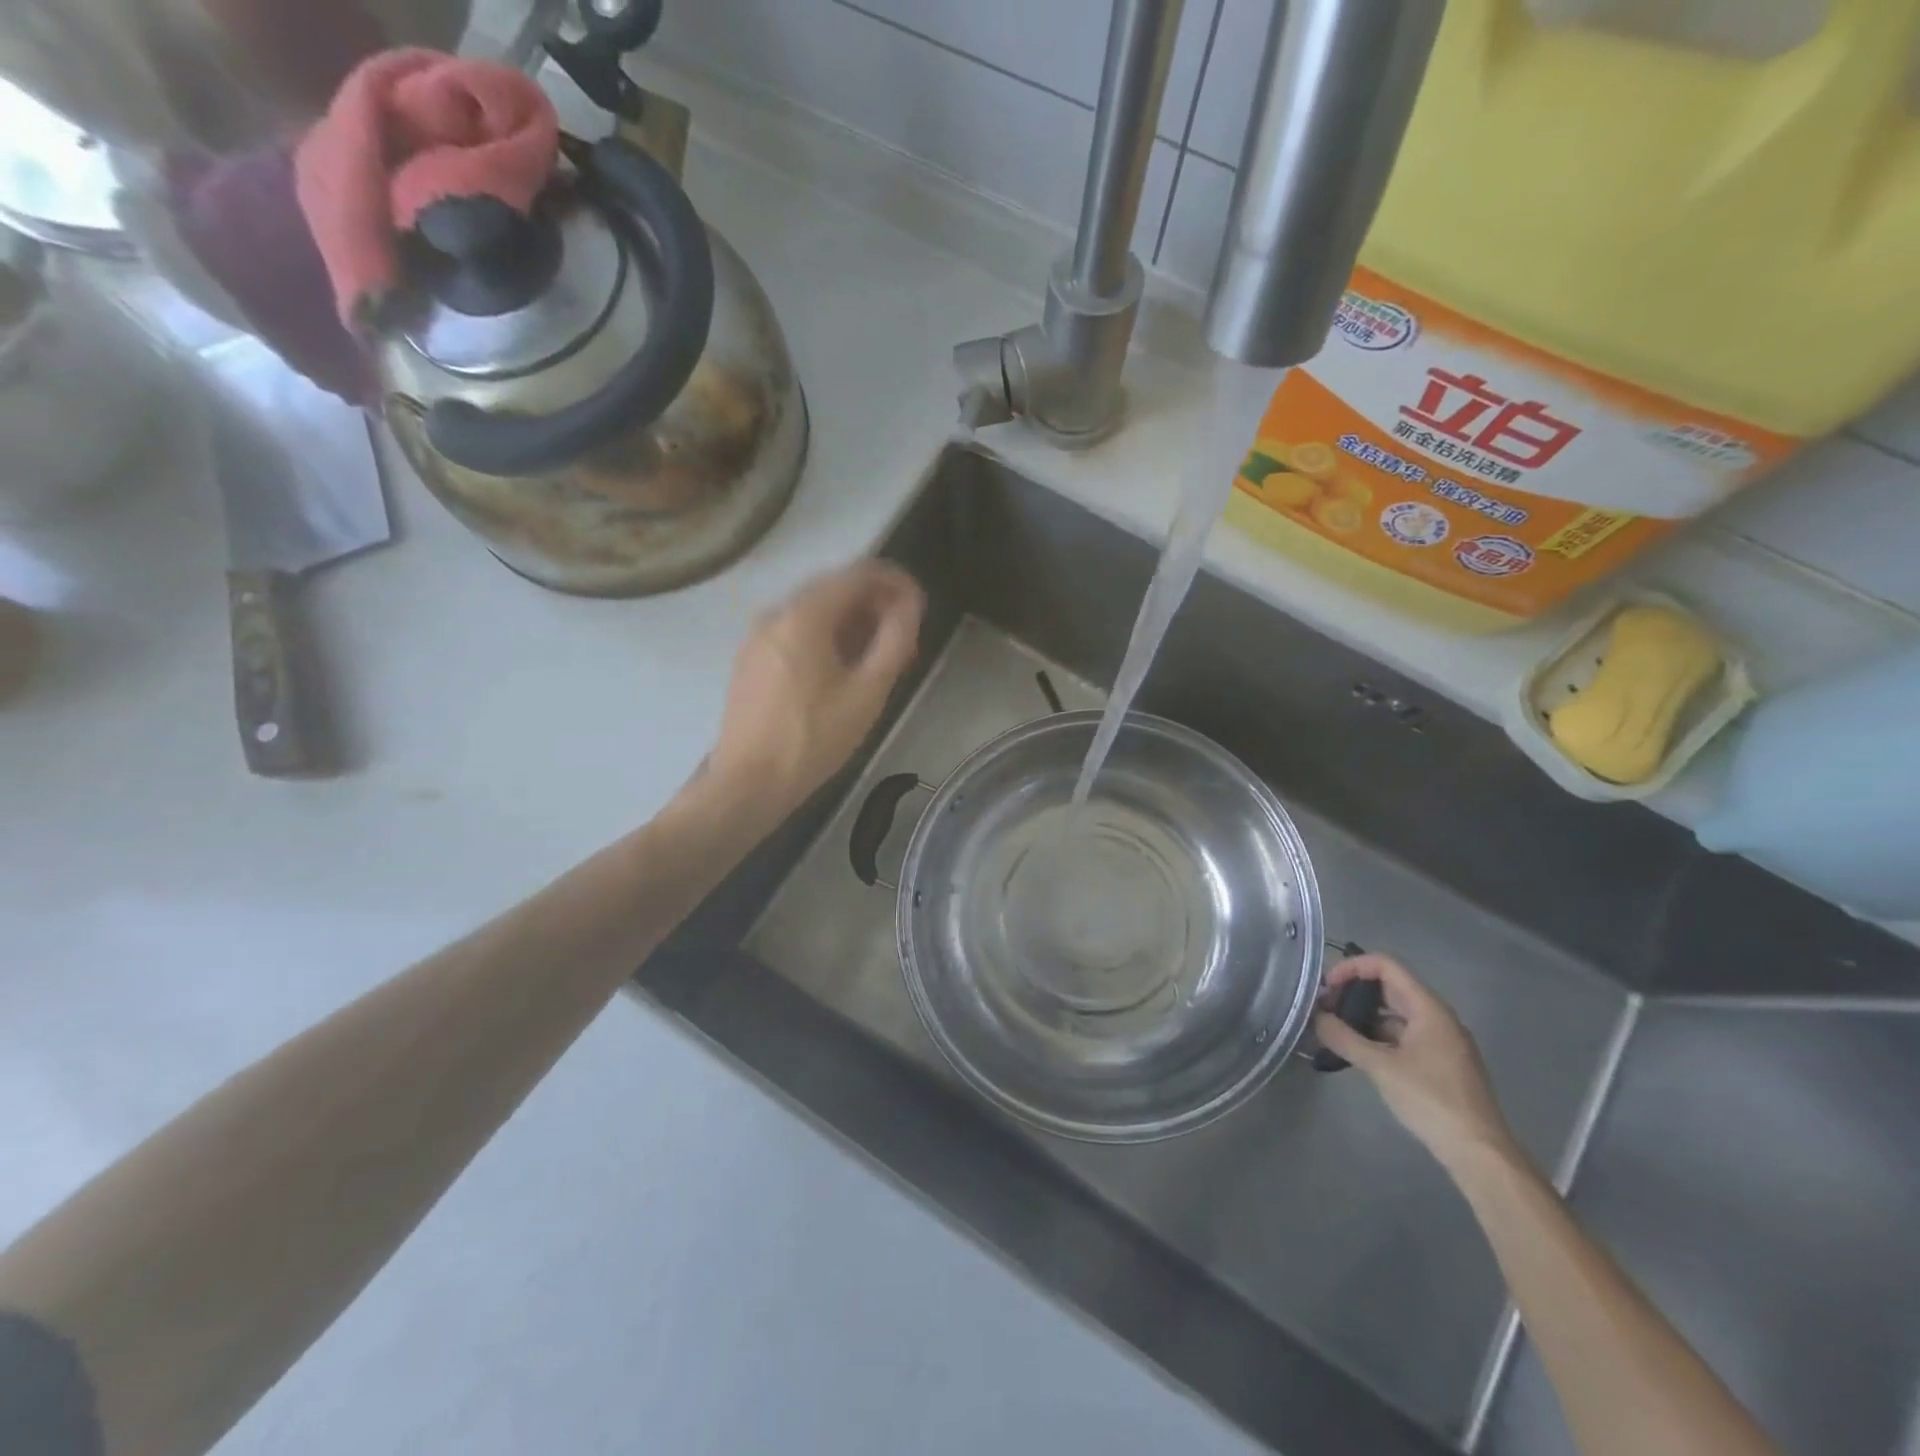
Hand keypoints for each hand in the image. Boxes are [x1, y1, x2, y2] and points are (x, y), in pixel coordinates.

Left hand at [708, 560, 924, 814]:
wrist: (748, 783)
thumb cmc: (814, 739)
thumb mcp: (867, 692)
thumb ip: (895, 640)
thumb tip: (910, 605)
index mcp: (804, 615)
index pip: (857, 573)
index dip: (895, 581)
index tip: (919, 603)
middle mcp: (775, 614)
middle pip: (833, 589)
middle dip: (874, 604)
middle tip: (904, 636)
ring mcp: (757, 637)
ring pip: (813, 613)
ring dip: (851, 624)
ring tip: (880, 657)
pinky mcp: (750, 661)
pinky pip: (795, 633)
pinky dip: (826, 638)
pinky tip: (842, 670)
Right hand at [1315, 954, 1516, 1170]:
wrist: (1479, 1153)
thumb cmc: (1431, 1100)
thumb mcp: (1381, 1067)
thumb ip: (1344, 1038)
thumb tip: (1316, 1018)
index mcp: (1428, 1008)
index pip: (1386, 966)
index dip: (1352, 968)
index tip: (1326, 987)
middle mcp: (1437, 1018)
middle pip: (1389, 988)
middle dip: (1353, 993)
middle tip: (1324, 1009)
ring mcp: (1441, 1041)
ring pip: (1394, 1014)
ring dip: (1363, 1017)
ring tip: (1334, 1031)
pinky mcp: (1439, 1063)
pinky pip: (1403, 1036)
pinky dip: (1377, 1036)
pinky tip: (1357, 1053)